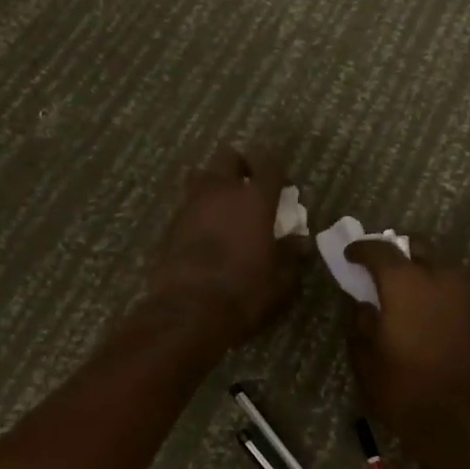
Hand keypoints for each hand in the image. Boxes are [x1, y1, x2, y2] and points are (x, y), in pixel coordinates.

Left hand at [148, 148, 304, 346]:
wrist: (187, 311)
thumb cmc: (243, 292)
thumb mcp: (280, 280)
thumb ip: (290, 256)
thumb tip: (299, 242)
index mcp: (255, 199)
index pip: (270, 164)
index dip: (277, 170)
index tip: (282, 184)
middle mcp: (221, 192)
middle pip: (228, 157)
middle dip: (240, 166)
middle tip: (249, 186)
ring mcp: (191, 204)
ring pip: (201, 175)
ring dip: (214, 184)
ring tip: (223, 206)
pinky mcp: (170, 223)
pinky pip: (187, 204)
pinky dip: (197, 210)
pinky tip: (204, 232)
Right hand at [345, 239, 469, 463]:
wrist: (464, 422)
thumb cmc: (406, 390)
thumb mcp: (366, 360)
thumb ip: (360, 323)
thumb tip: (365, 305)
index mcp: (405, 283)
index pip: (380, 250)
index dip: (361, 249)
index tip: (351, 255)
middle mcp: (440, 276)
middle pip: (418, 245)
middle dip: (399, 250)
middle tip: (383, 268)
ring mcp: (468, 291)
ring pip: (443, 262)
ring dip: (423, 267)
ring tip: (409, 288)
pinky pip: (458, 284)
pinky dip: (442, 286)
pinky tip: (432, 306)